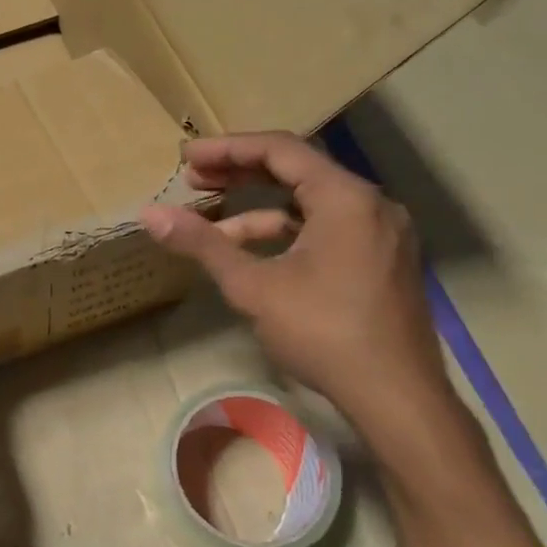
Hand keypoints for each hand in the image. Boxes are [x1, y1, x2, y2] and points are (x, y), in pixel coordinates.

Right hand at [141, 132, 456, 434]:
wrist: (396, 397)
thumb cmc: (323, 333)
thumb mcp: (253, 287)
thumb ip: (202, 244)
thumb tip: (150, 215)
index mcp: (345, 197)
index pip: (280, 150)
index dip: (227, 149)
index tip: (186, 157)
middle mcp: (371, 204)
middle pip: (298, 171)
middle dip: (241, 174)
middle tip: (194, 180)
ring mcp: (382, 232)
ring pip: (312, 204)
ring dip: (260, 210)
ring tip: (213, 227)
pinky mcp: (383, 259)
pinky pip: (328, 229)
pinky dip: (288, 234)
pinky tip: (255, 256)